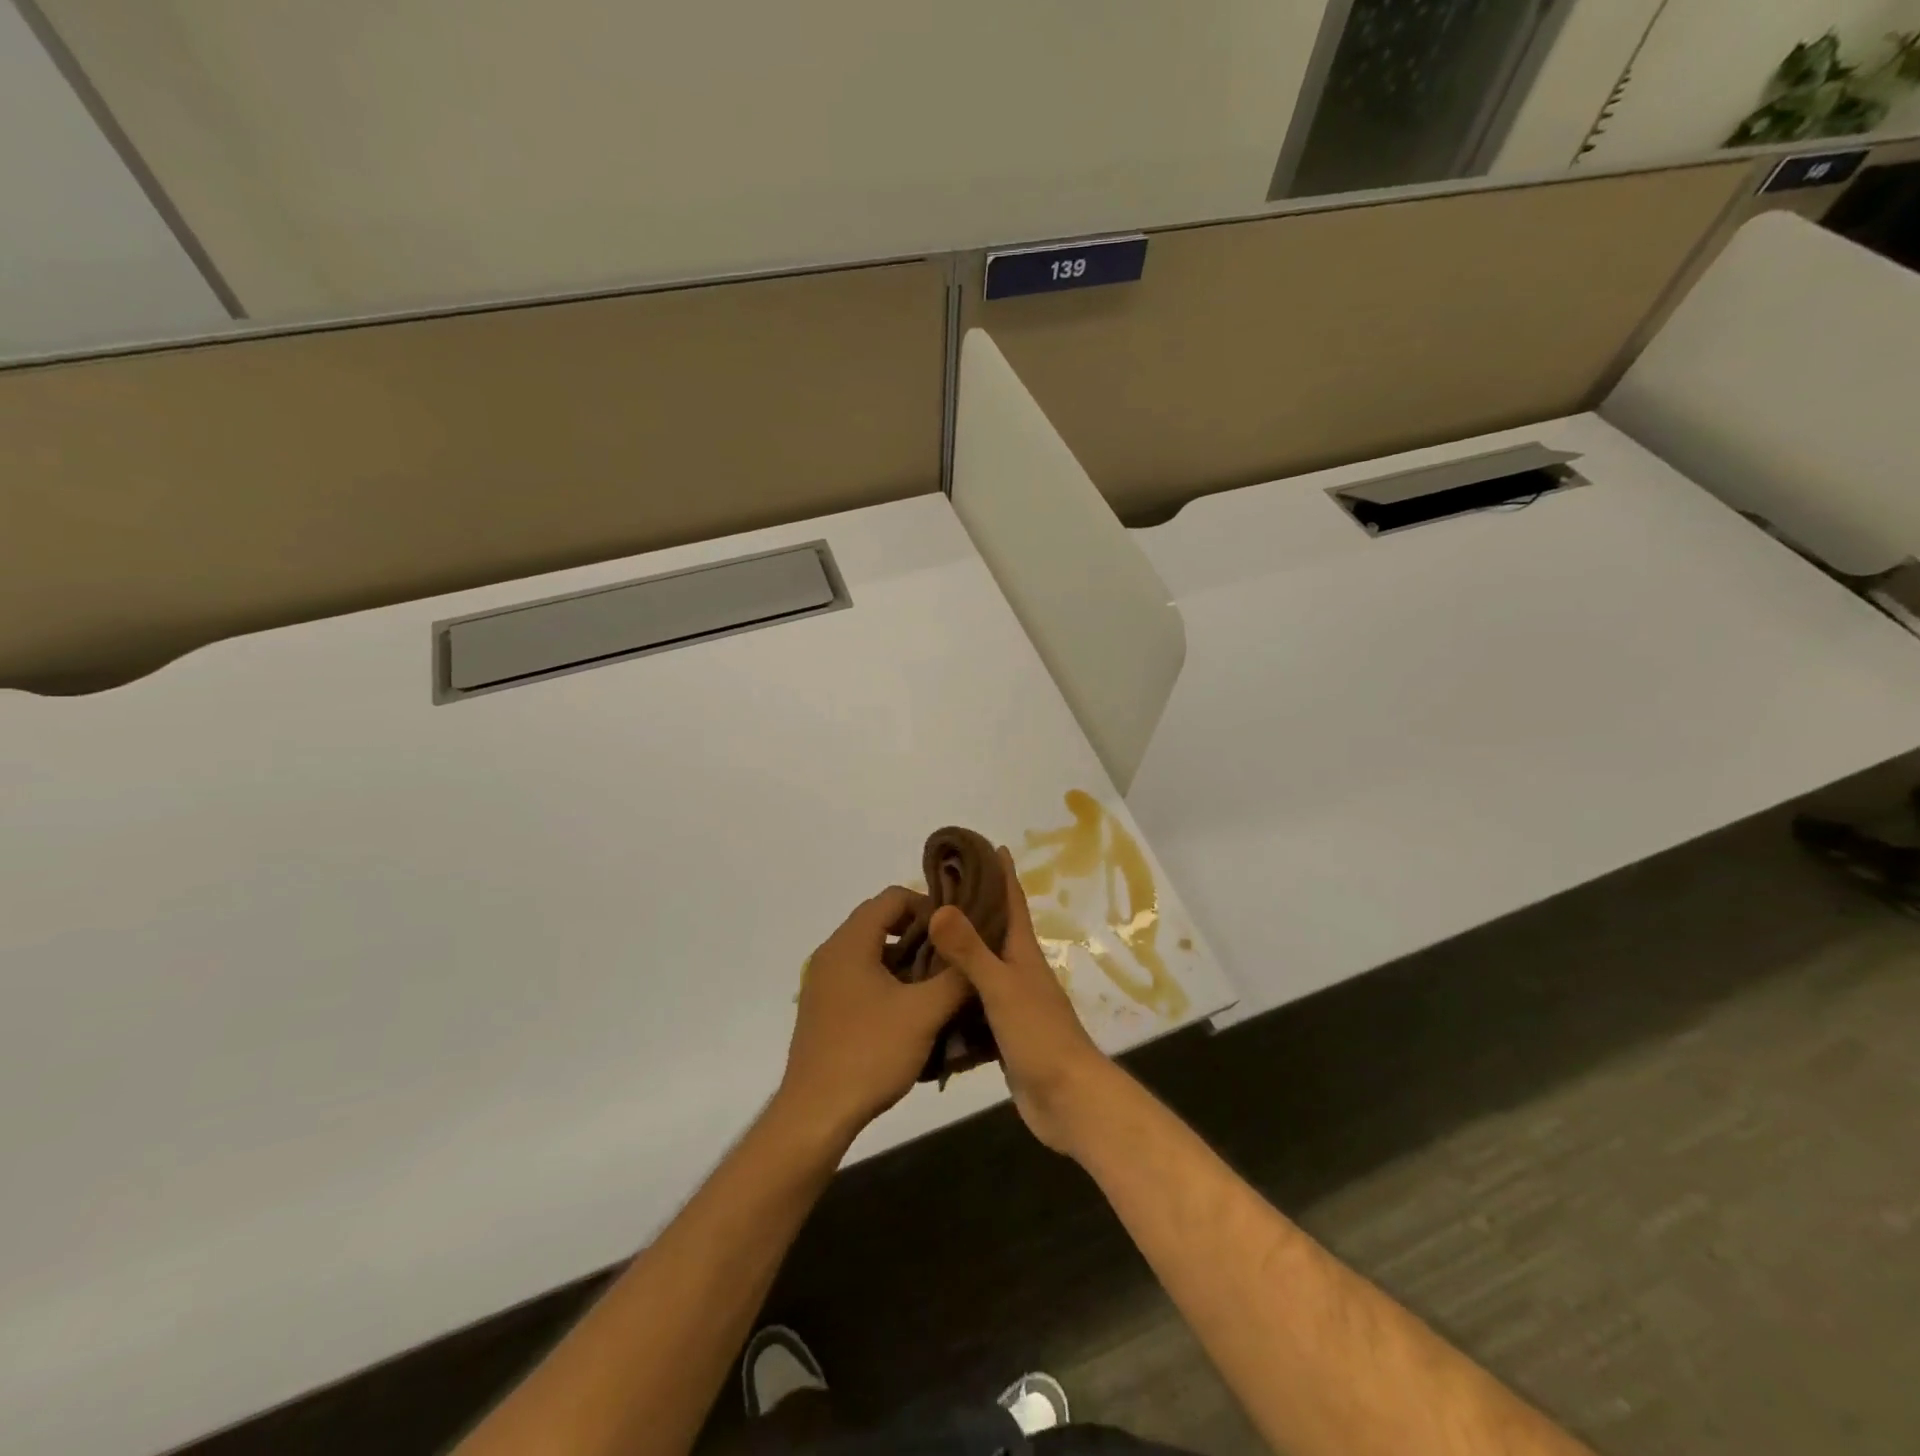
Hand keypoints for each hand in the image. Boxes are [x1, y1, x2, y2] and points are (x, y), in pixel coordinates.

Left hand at [779, 886, 971, 1143]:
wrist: (815, 1115)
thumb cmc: (870, 1054)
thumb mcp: (924, 1014)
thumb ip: (956, 978)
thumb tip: (979, 952)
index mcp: (850, 942)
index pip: (892, 897)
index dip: (928, 906)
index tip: (955, 932)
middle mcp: (831, 952)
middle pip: (880, 920)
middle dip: (920, 933)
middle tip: (952, 957)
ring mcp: (823, 982)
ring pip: (871, 951)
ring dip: (905, 959)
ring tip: (937, 984)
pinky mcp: (823, 1008)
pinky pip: (859, 976)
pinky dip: (887, 980)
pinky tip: (910, 1011)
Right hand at [928, 849, 1114, 1155]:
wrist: (1067, 1099)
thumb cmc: (1040, 1035)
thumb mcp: (1002, 987)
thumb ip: (970, 951)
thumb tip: (940, 906)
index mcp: (1022, 952)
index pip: (1012, 901)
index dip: (1001, 872)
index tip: (985, 845)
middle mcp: (1018, 969)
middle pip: (994, 929)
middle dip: (971, 906)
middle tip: (935, 890)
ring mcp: (1012, 1001)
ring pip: (982, 965)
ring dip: (959, 949)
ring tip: (924, 935)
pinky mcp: (1003, 1030)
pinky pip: (974, 1001)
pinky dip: (955, 991)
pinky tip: (931, 991)